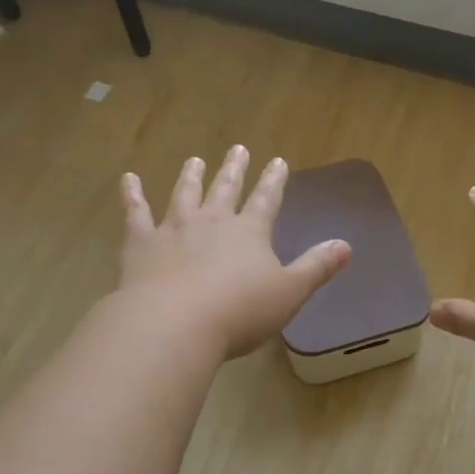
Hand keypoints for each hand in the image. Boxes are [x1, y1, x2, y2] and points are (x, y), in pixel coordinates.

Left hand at [118, 147, 350, 358]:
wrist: (174, 324)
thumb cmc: (239, 312)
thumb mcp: (290, 293)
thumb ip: (316, 267)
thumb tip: (346, 245)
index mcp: (249, 232)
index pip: (267, 199)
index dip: (274, 180)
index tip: (278, 161)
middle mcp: (212, 221)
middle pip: (225, 189)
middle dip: (234, 169)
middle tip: (238, 149)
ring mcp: (174, 229)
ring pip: (184, 194)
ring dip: (191, 176)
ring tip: (195, 160)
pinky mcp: (141, 244)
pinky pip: (136, 213)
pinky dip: (132, 195)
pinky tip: (128, 179)